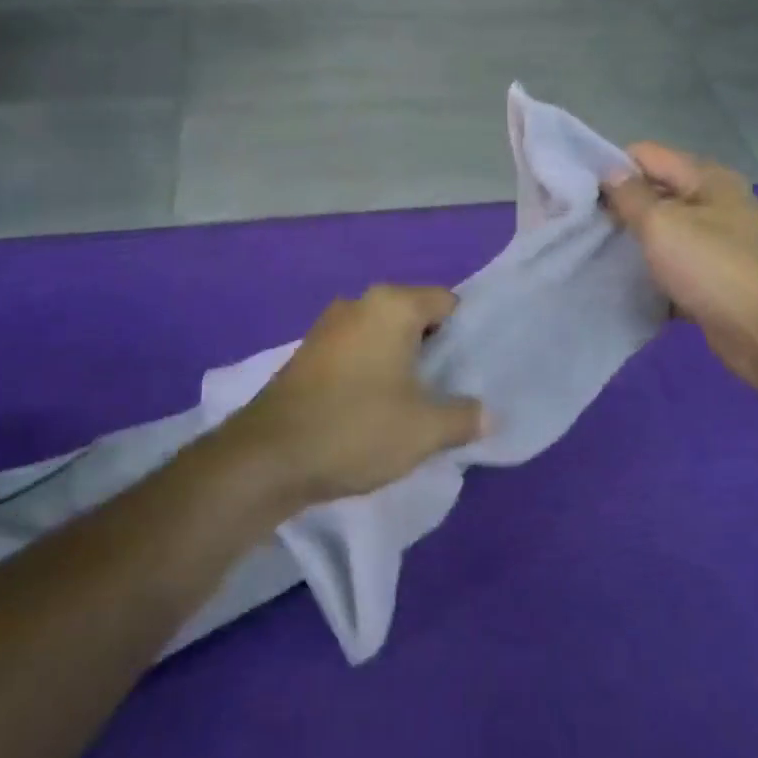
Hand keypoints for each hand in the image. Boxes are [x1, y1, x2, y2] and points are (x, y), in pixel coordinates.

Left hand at [221, 285, 485, 508]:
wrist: (269, 456)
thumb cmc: (356, 428)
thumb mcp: (424, 430)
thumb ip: (464, 417)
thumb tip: (488, 415)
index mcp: (391, 305)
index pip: (446, 301)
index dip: (465, 333)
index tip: (473, 369)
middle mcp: (358, 304)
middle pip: (413, 315)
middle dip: (434, 349)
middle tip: (451, 388)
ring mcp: (327, 326)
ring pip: (382, 335)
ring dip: (401, 362)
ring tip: (416, 402)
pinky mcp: (307, 353)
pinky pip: (356, 351)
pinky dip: (371, 370)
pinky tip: (375, 407)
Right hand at [602, 143, 757, 395]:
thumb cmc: (714, 267)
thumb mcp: (663, 222)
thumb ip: (631, 195)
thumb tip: (609, 170)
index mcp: (705, 178)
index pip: (646, 155)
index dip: (610, 169)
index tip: (575, 193)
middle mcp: (713, 205)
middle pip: (654, 194)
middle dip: (617, 207)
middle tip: (577, 226)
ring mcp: (716, 245)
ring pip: (661, 235)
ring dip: (632, 244)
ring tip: (590, 254)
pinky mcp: (714, 281)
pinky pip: (672, 270)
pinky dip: (650, 276)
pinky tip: (620, 286)